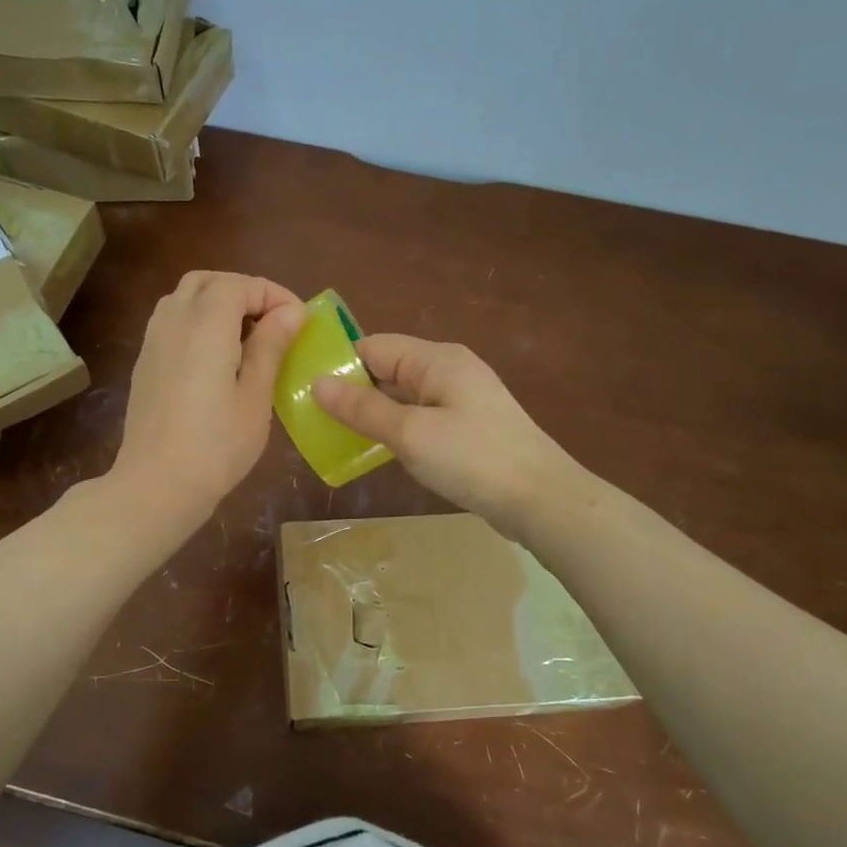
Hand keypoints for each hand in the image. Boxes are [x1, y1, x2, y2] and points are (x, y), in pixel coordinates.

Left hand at [110, 271, 307, 527]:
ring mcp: (153, 341)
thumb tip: (291, 312)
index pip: (240, 285)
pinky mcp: (145, 363)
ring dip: (217, 304)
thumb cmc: (217, 444)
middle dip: (243, 292)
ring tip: (246, 338)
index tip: (300, 321)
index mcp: (205, 324)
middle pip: (208, 282)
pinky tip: (217, 359)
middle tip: (273, 323)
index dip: (273, 295)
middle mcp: (173, 320)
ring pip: (185, 298)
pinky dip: (198, 323)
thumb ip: (271, 346)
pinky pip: (171, 322)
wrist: (156, 484)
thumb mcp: (255, 395)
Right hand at [314, 335, 586, 537]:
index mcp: (436, 360)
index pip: (374, 346)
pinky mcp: (467, 428)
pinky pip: (420, 418)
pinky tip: (376, 450)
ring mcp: (461, 400)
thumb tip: (318, 383)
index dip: (340, 364)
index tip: (305, 390)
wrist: (540, 499)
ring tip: (335, 436)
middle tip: (313, 419)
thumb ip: (362, 408)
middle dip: (352, 391)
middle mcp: (449, 371)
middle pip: (388, 370)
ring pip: (403, 397)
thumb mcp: (410, 433)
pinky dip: (396, 429)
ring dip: (373, 413)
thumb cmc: (472, 459)